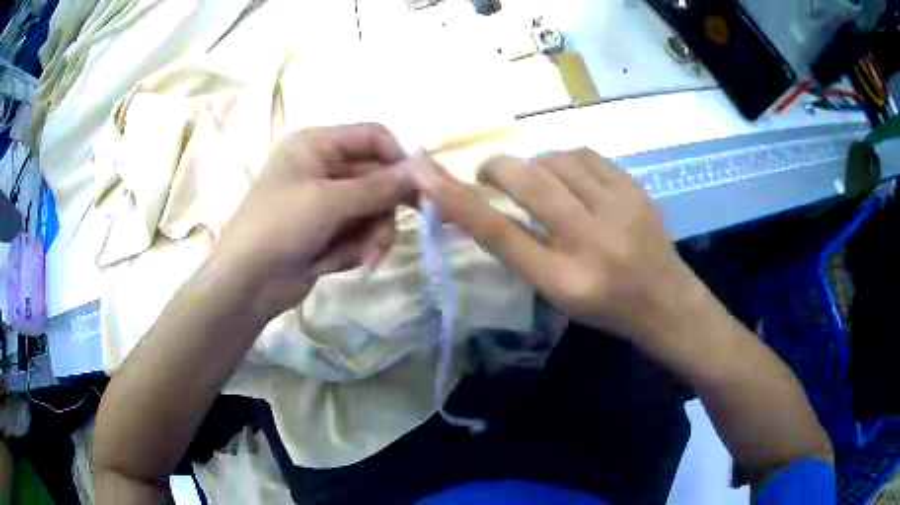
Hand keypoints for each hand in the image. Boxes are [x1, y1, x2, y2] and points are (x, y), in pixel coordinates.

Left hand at [215, 123, 411, 321]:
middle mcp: (324, 167)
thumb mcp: (328, 202)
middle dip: (382, 211)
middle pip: (377, 177)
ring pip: (373, 209)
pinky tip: (334, 263)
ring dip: (371, 235)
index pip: (372, 136)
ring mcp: (327, 201)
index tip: (419, 186)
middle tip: (385, 237)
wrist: (245, 283)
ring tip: (364, 258)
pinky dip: (355, 249)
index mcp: (316, 144)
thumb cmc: (278, 227)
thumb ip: (378, 187)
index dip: (398, 157)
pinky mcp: (329, 231)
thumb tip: (420, 173)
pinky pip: (360, 233)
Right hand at [405, 149, 701, 341]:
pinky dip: (563, 159)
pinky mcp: (634, 188)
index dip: (459, 203)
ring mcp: (619, 209)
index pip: (501, 235)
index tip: (426, 177)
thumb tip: (484, 205)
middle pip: (529, 184)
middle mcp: (591, 242)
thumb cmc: (604, 305)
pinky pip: (584, 154)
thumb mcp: (555, 292)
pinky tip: (567, 174)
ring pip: (556, 160)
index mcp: (564, 280)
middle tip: (488, 173)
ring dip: (534, 165)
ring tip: (536, 180)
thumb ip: (520, 251)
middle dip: (497, 169)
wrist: (665, 300)